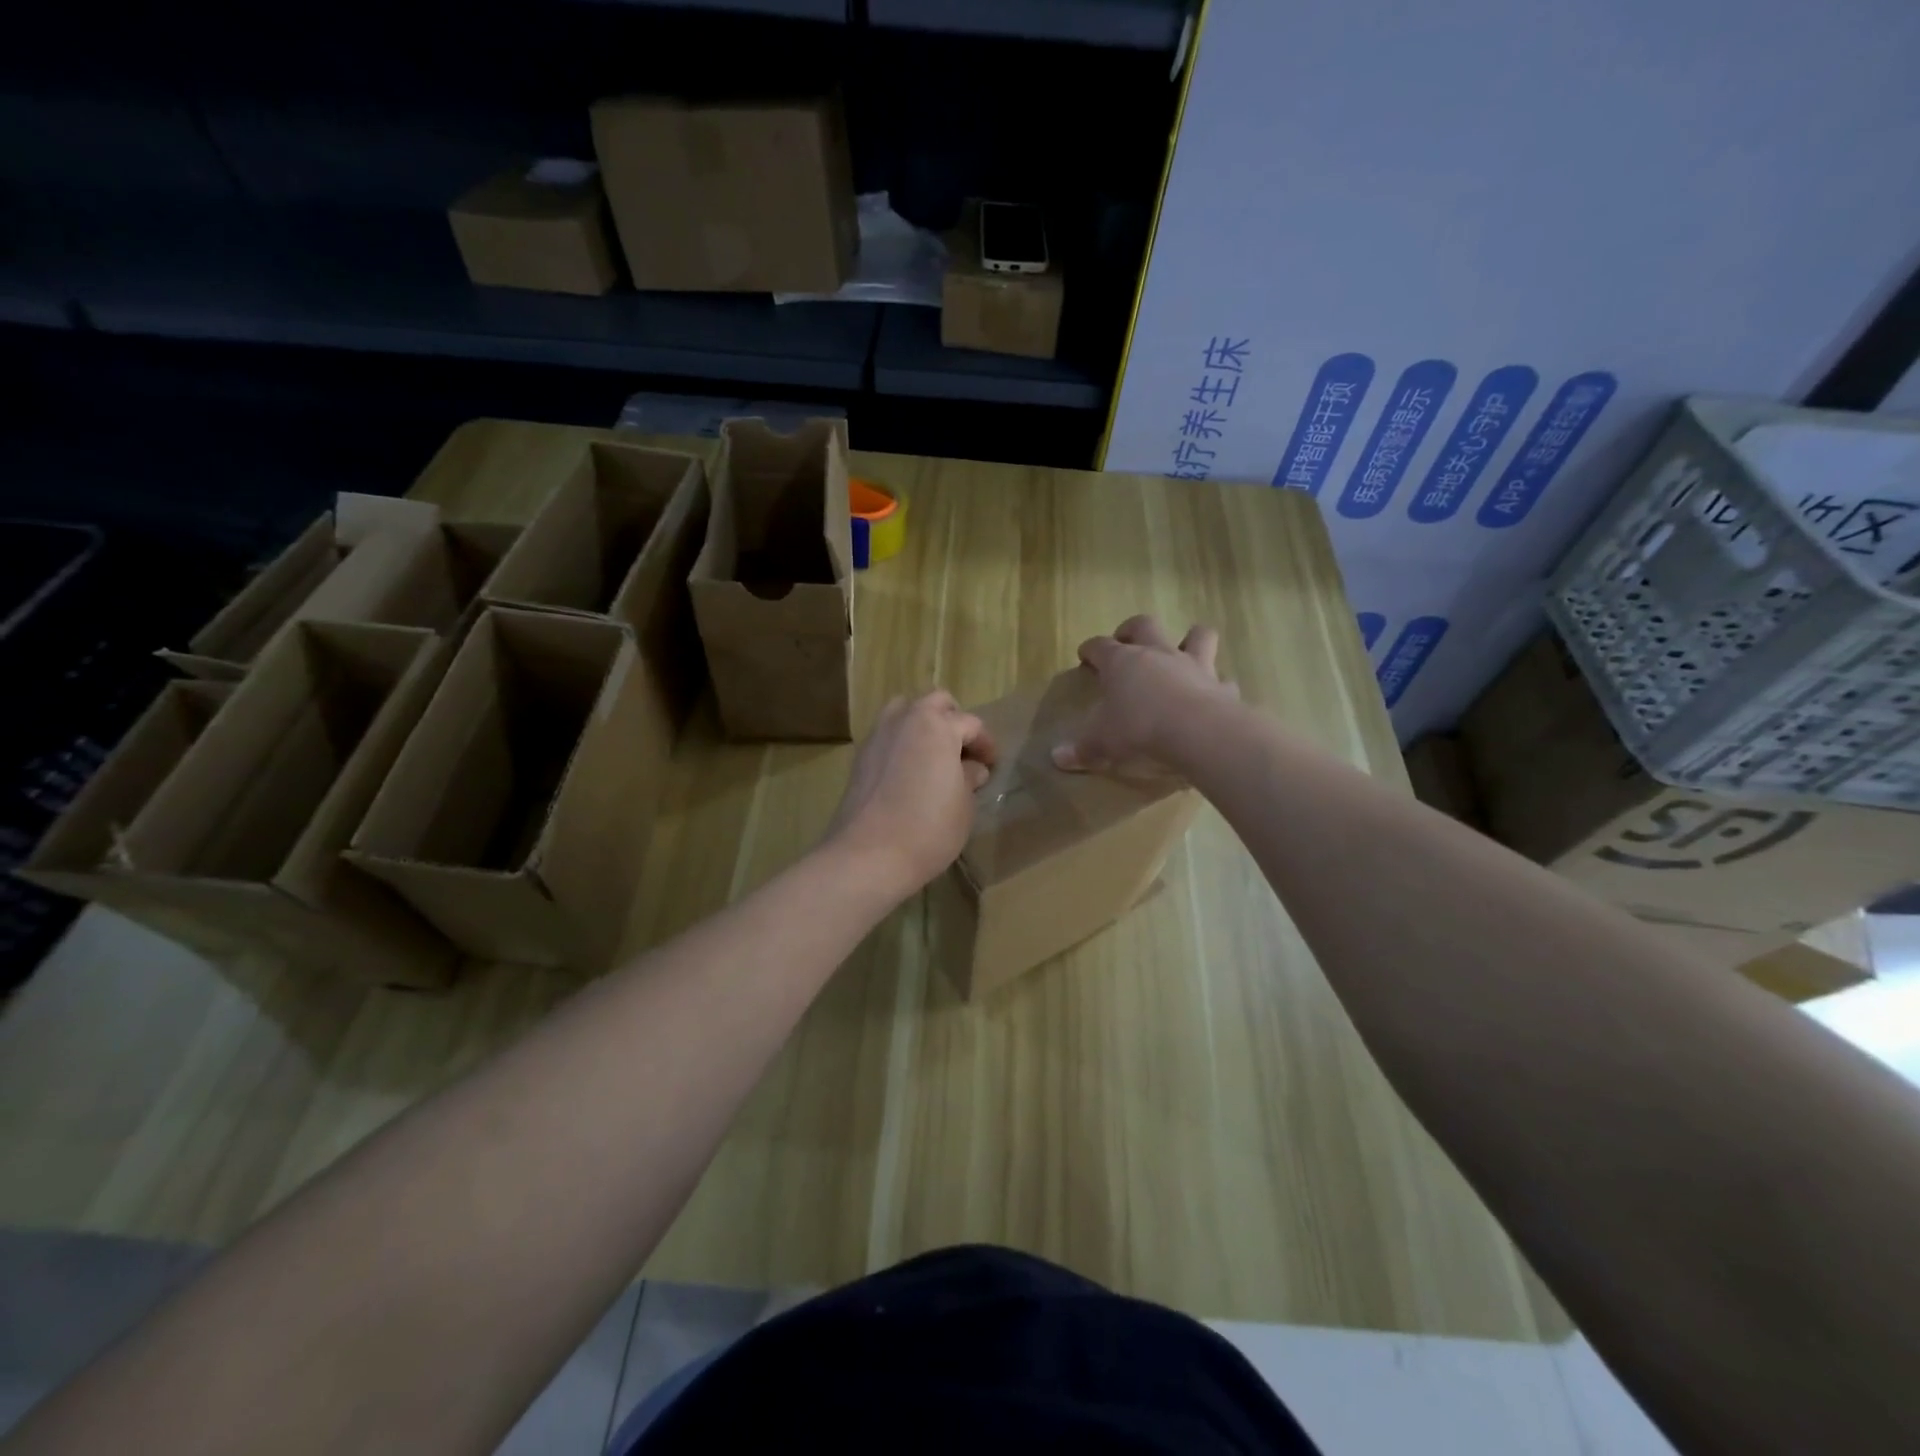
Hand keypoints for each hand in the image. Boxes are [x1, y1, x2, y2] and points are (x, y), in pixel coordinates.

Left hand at [824, 691, 996, 898]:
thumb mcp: (964, 805)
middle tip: (964, 751)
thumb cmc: (928, 828)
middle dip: (953, 720)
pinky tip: (909, 772)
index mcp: (937, 725)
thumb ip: (969, 778)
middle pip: (935, 703)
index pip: (970, 724)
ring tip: (934, 756)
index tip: (992, 765)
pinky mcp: (860, 756)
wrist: (868, 854)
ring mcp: (878, 735)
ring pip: (905, 711)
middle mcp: (905, 719)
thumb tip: (971, 768)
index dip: (986, 744)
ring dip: (923, 724)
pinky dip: (902, 742)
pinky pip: (887, 735)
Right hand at [1052, 615, 1235, 772]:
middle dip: (1132, 629)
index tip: (1085, 656)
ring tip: (1183, 649)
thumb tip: (1057, 757)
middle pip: (1144, 625)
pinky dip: (1218, 686)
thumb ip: (1082, 749)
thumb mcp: (1102, 743)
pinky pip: (1223, 681)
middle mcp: (1158, 654)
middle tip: (1126, 641)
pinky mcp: (1222, 687)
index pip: (1099, 646)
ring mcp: (1194, 666)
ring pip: (1197, 635)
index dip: (1090, 649)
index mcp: (1122, 662)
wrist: (1199, 733)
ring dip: (1190, 638)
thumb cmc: (1140, 730)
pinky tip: (1214, 695)